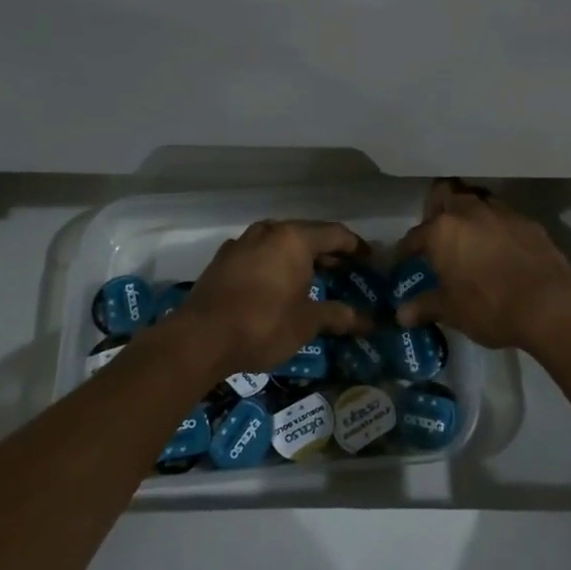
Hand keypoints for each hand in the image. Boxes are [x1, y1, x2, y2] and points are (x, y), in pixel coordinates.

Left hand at [170, 219, 367, 379]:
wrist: (200, 338)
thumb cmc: (263, 324)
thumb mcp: (307, 322)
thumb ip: (338, 315)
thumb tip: (368, 322)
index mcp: (294, 238)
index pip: (336, 234)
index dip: (356, 247)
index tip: (370, 260)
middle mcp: (269, 231)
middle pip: (307, 235)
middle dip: (329, 252)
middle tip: (347, 270)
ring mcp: (242, 243)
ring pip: (280, 243)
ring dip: (300, 257)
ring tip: (315, 277)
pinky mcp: (223, 261)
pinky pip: (259, 255)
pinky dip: (275, 265)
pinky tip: (278, 285)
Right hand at [396, 179, 570, 353]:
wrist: (549, 304)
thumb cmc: (489, 306)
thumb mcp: (452, 311)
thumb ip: (426, 306)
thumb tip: (401, 314)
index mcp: (442, 230)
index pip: (415, 235)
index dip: (407, 249)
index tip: (405, 259)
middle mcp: (469, 211)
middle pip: (446, 193)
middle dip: (437, 207)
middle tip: (437, 231)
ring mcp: (501, 212)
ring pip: (476, 198)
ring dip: (468, 210)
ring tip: (468, 234)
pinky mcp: (527, 221)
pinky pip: (503, 215)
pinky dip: (496, 225)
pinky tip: (499, 245)